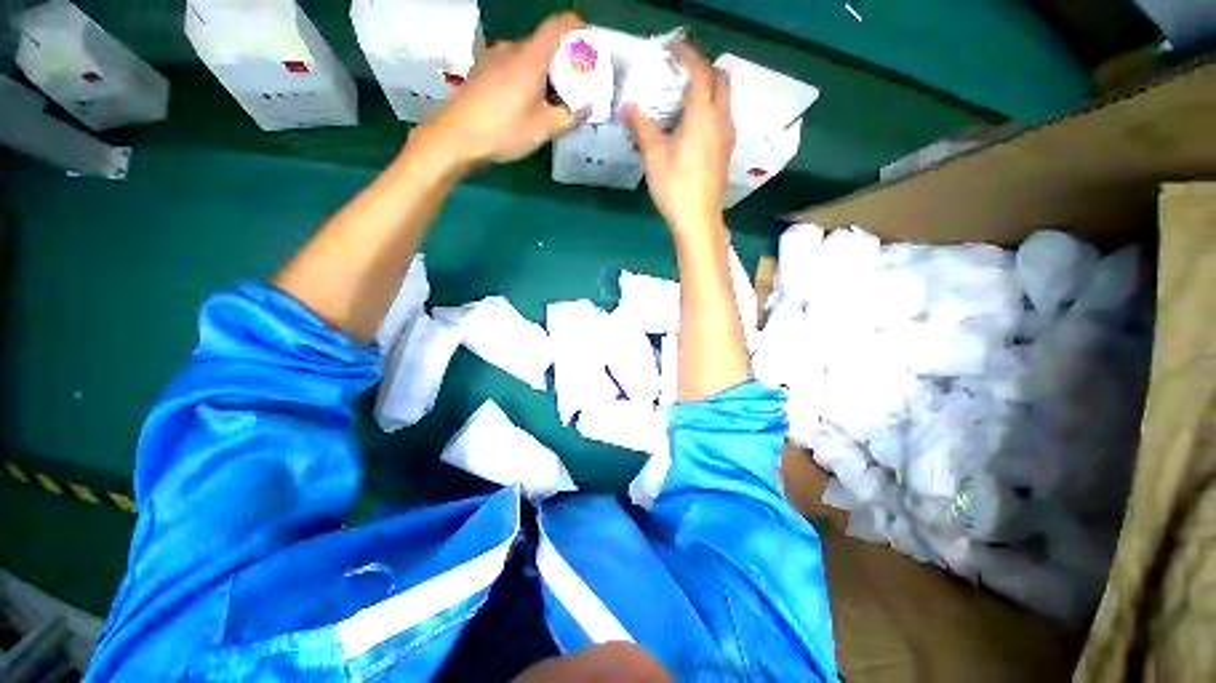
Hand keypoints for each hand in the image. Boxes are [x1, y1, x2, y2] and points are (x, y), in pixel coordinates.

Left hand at [419, 13, 584, 169]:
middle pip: (541, 44)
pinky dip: (523, 76)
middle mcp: (511, 48)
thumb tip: (584, 109)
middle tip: (569, 87)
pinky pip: (509, 65)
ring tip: (546, 100)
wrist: (457, 137)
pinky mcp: (480, 69)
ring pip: (525, 56)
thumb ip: (568, 117)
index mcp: (530, 57)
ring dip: (540, 71)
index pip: (557, 26)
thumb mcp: (543, 129)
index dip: (576, 27)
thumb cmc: (504, 130)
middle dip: (559, 61)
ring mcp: (492, 56)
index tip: (588, 40)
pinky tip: (522, 101)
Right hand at [624, 43, 733, 237]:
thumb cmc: (675, 186)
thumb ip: (642, 127)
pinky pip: (723, 118)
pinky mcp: (726, 152)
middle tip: (680, 74)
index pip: (699, 71)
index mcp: (703, 115)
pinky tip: (692, 127)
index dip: (686, 55)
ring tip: (684, 100)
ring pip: (725, 100)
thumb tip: (628, 107)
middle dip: (703, 69)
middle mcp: (721, 120)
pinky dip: (711, 110)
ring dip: (709, 90)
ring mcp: (727, 137)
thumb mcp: (654, 156)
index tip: (671, 50)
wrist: (698, 220)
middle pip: (721, 80)